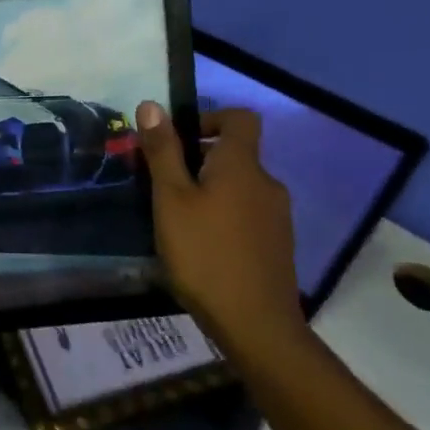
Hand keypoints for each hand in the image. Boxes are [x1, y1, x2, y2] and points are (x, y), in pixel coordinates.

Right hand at [135, 102, 306, 354]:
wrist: (256, 325)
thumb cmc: (205, 254)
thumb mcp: (171, 200)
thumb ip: (163, 152)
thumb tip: (152, 105)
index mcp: (241, 165)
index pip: (239, 118)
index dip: (209, 119)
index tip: (177, 142)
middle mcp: (266, 183)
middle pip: (235, 154)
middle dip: (198, 161)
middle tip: (163, 187)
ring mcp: (277, 216)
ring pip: (239, 187)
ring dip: (210, 191)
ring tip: (177, 221)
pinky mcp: (277, 244)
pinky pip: (247, 214)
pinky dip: (224, 217)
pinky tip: (201, 247)